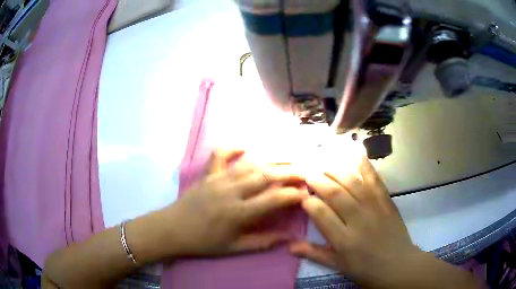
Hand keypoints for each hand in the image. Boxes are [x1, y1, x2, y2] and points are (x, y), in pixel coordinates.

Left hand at [163, 148, 307, 256]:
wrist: (171, 230)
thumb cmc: (203, 242)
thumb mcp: (233, 249)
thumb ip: (263, 242)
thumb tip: (289, 237)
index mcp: (237, 213)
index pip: (273, 199)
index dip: (292, 194)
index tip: (306, 192)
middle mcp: (230, 191)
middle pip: (265, 175)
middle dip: (289, 172)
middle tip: (305, 171)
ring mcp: (217, 179)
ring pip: (249, 164)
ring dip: (271, 160)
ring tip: (288, 159)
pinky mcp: (207, 173)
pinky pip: (219, 154)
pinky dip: (232, 147)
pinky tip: (245, 147)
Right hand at [289, 155, 419, 286]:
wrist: (398, 265)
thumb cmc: (365, 269)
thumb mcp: (338, 265)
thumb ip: (314, 253)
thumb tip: (289, 246)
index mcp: (344, 240)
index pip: (321, 214)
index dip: (309, 202)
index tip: (301, 195)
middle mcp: (358, 220)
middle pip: (335, 194)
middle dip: (318, 181)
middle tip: (307, 172)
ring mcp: (374, 208)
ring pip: (353, 183)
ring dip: (336, 171)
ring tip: (323, 164)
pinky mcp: (387, 201)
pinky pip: (375, 180)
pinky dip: (365, 165)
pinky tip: (355, 153)